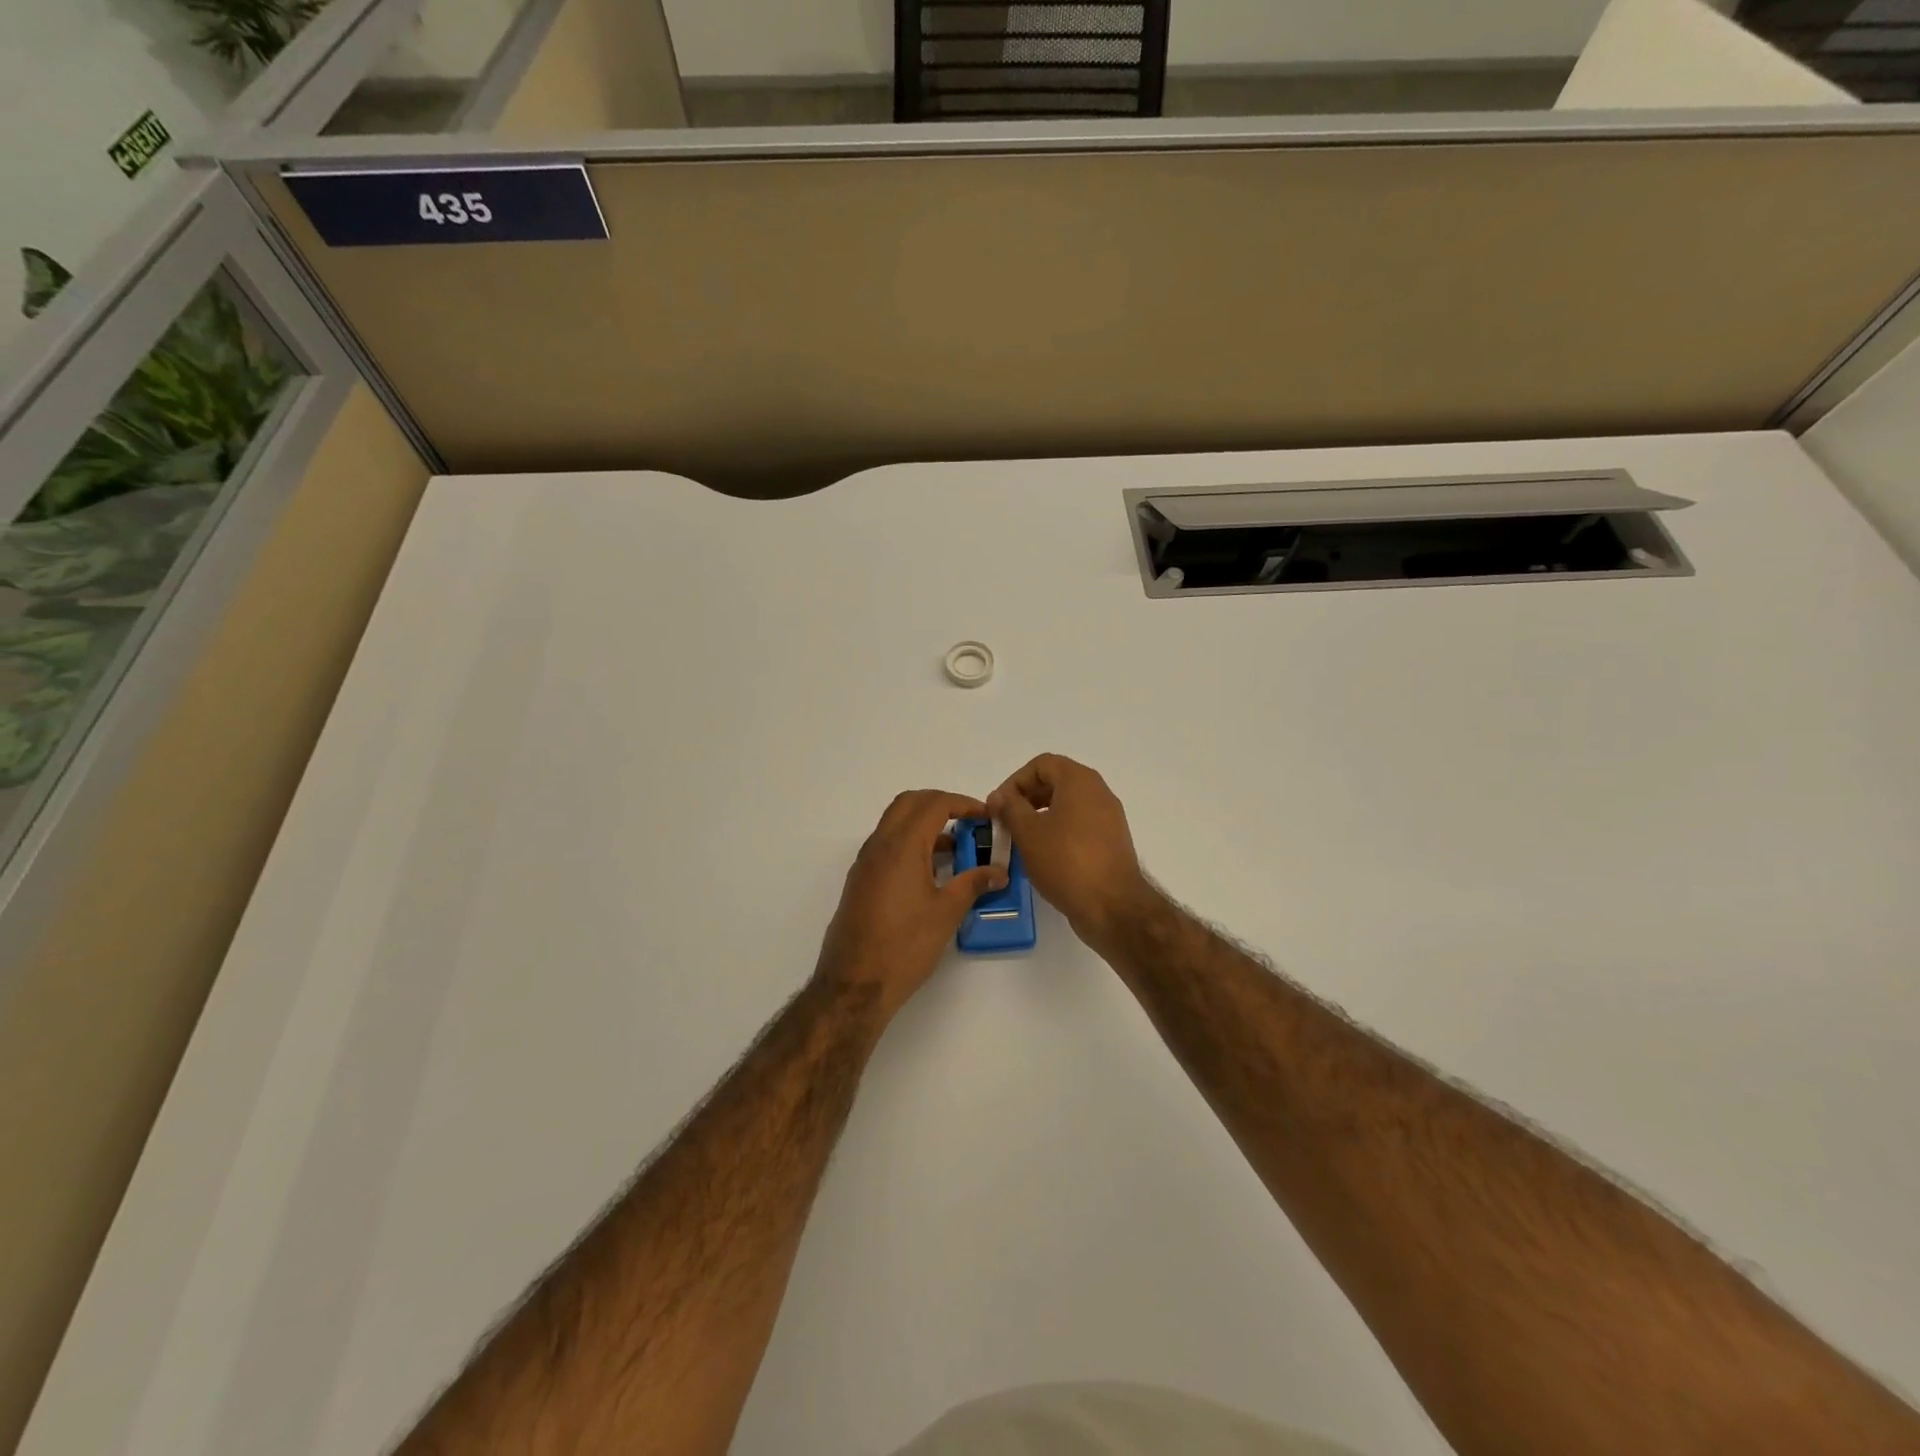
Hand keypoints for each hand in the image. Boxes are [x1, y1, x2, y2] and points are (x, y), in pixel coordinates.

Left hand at [814, 790, 1008, 1023]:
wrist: (854, 984)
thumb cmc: (905, 946)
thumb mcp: (946, 913)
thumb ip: (973, 884)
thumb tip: (998, 872)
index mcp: (901, 846)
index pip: (934, 804)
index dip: (963, 803)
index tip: (986, 817)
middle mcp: (879, 846)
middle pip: (910, 803)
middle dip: (941, 804)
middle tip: (969, 822)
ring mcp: (865, 863)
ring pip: (895, 823)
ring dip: (924, 823)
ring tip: (956, 848)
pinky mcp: (860, 881)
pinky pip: (887, 845)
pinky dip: (910, 842)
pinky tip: (931, 871)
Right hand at [986, 754, 1152, 948]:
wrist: (1112, 906)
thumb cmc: (1066, 862)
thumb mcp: (1028, 832)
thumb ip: (1010, 808)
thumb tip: (1000, 796)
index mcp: (1080, 781)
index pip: (1041, 764)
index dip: (1015, 781)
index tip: (999, 806)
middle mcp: (1099, 792)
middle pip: (1056, 782)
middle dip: (1026, 798)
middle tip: (1006, 822)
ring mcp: (1109, 818)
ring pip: (1067, 805)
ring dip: (1040, 816)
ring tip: (1021, 840)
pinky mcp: (1111, 841)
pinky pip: (1079, 825)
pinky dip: (1058, 831)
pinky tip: (1043, 855)